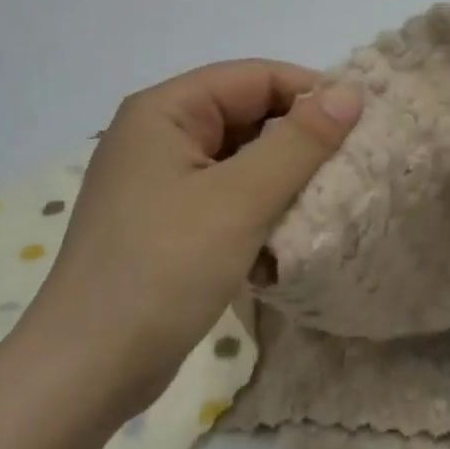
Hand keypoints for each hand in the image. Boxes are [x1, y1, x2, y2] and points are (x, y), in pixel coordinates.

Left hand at [15, 60, 362, 413]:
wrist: (87, 371)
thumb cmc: (163, 269)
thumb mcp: (241, 199)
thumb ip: (300, 142)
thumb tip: (350, 92)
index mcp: (165, 111)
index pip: (254, 77)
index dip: (310, 92)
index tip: (362, 123)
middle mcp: (159, 135)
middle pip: (247, 114)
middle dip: (299, 138)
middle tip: (352, 163)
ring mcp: (160, 181)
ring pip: (241, 158)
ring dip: (284, 176)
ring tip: (328, 198)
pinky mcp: (167, 222)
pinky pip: (227, 194)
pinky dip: (260, 206)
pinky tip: (287, 233)